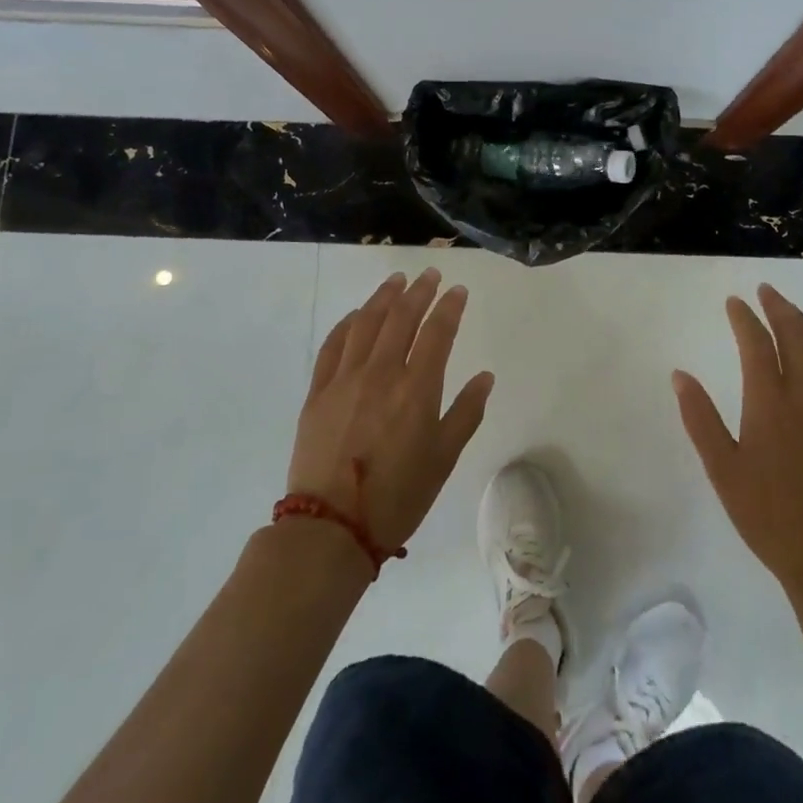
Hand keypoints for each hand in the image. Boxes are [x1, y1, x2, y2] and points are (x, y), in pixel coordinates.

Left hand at [285, 269, 492, 562]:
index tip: (458, 290)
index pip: (437, 332)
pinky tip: (356, 315)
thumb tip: (484, 377)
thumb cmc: (398, 496)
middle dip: (419, 291)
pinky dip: (348, 324)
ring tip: (397, 281)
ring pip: (366, 323)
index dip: (449, 307)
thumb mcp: (444, 459)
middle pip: (401, 317)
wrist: (332, 527)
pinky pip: (333, 345)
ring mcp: (345, 379)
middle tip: (430, 275)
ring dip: (384, 297)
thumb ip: (466, 413)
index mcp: (417, 389)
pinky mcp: (318, 392)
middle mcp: (381, 373)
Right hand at [673, 284, 802, 604]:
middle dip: (780, 308)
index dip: (745, 318)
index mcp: (771, 405)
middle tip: (767, 291)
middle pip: (798, 337)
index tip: (735, 302)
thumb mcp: (722, 470)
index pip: (757, 345)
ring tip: (791, 313)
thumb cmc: (768, 517)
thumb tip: (680, 375)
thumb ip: (700, 418)